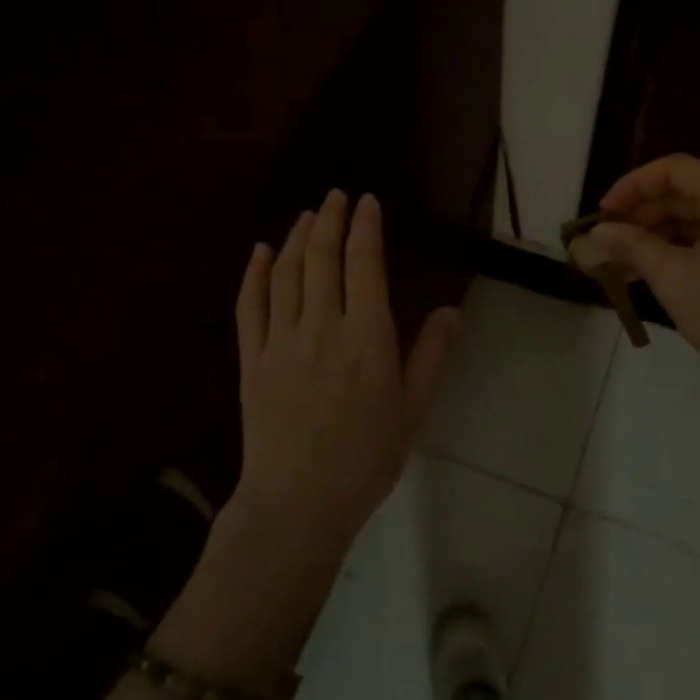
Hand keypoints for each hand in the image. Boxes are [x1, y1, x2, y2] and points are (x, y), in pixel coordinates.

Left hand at [231, 190, 460, 562]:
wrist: (298, 503)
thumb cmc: (366, 460)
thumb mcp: (412, 411)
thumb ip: (430, 357)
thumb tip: (450, 311)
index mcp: (367, 337)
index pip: (365, 264)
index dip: (365, 227)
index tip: (367, 202)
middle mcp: (322, 327)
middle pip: (321, 258)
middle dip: (330, 220)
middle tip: (336, 196)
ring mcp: (281, 341)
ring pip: (285, 274)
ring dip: (296, 237)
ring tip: (307, 215)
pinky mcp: (252, 360)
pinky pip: (249, 306)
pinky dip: (254, 274)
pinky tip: (259, 252)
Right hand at [569, 154, 699, 409]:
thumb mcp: (671, 276)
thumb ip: (631, 246)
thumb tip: (597, 231)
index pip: (674, 169)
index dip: (633, 185)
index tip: (602, 213)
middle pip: (683, 193)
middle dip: (640, 213)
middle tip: (605, 239)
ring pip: (692, 220)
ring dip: (653, 235)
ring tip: (617, 260)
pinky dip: (673, 251)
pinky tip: (645, 272)